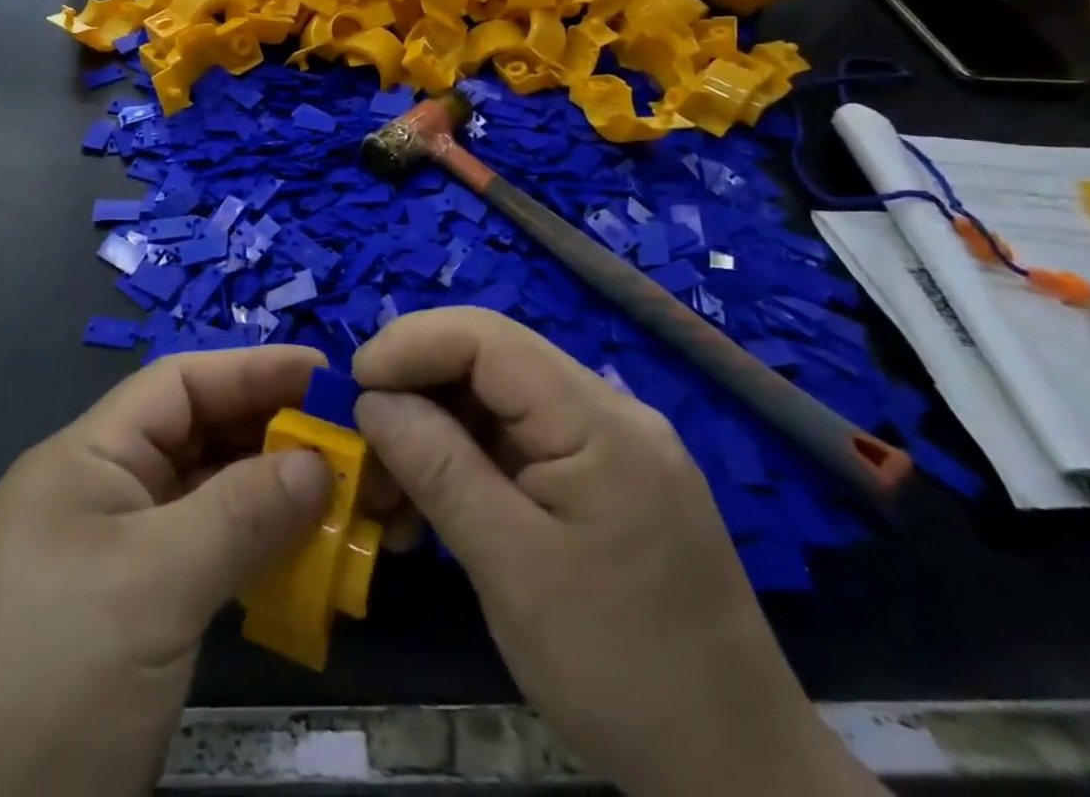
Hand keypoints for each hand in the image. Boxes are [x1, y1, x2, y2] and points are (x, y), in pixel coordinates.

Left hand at [0, 347, 333, 796]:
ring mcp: (122, 558)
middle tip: (355, 442)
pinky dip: (260, 552)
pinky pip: (211, 558)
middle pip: (201, 437)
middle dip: (275, 434)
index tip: (326, 375)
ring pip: (212, 500)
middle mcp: (105, 494)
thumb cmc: (54, 684)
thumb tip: (321, 463)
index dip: (253, 370)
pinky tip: (312, 559)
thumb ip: (241, 513)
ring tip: (350, 497)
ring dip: (277, 497)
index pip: (179, 385)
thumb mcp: (152, 586)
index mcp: (86, 460)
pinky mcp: (140, 617)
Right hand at [353, 308, 882, 796]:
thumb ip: (439, 469)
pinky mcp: (599, 481)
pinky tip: (429, 510)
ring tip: (386, 494)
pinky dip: (463, 464)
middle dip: (413, 391)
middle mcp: (606, 411)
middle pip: (488, 362)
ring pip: (494, 403)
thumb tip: (373, 399)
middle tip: (361, 447)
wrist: (736, 775)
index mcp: (598, 420)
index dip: (410, 344)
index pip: (487, 337)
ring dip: (431, 433)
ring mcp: (606, 445)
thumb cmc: (624, 671)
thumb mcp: (513, 570)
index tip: (353, 388)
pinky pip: (515, 444)